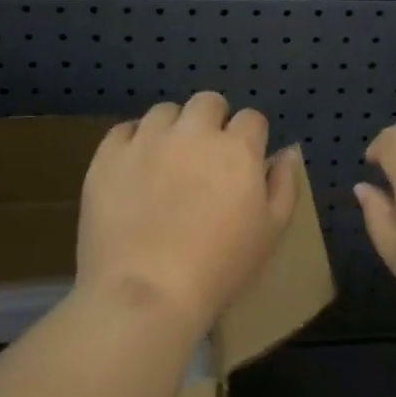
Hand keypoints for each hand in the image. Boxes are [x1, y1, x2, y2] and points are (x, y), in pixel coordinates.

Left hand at [78, 91, 300, 337]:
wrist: (147, 294)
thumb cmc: (220, 268)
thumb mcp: (271, 232)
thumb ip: (284, 185)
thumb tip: (287, 152)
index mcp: (237, 149)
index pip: (251, 118)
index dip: (249, 137)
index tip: (243, 162)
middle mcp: (193, 133)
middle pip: (208, 102)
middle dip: (212, 121)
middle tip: (205, 157)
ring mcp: (147, 141)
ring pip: (164, 111)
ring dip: (172, 128)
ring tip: (167, 160)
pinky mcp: (108, 157)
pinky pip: (124, 130)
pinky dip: (133, 142)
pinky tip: (135, 167)